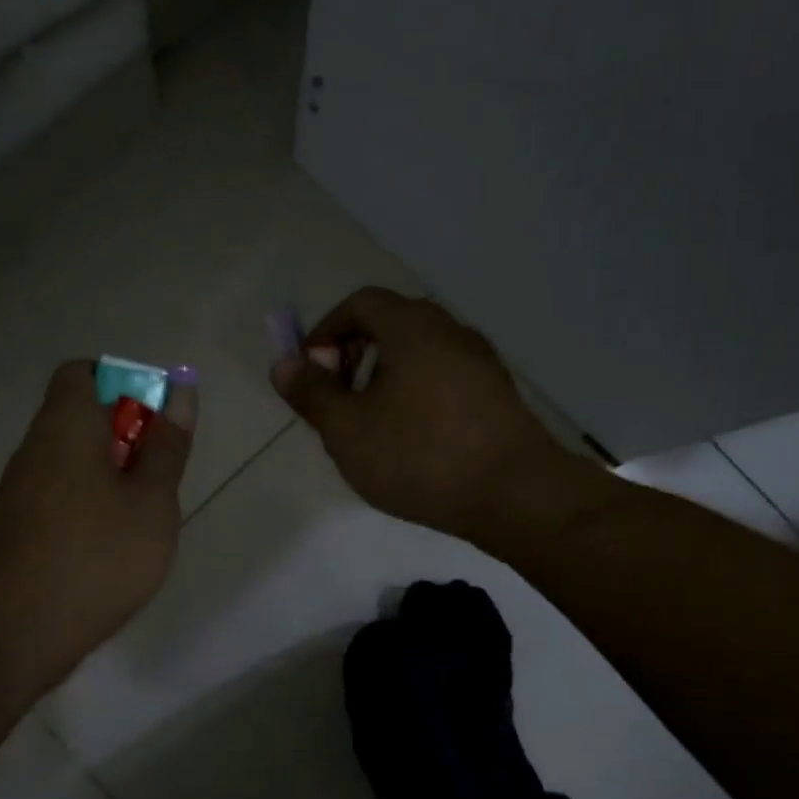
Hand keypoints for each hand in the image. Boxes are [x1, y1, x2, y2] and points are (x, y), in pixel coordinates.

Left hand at [0, 360, 196, 706]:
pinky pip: (62, 493)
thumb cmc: (97, 555)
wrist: (17, 630)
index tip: (156, 420)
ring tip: (144, 513)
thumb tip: (180, 392)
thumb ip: (168, 446)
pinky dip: (92, 502)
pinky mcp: (19, 526)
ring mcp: (22, 489)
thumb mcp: (152, 500)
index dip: (124, 384)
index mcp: (66, 425)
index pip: (83, 372)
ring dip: (112, 473)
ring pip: (74, 459)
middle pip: (81, 416)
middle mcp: (36, 447)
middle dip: (127, 435)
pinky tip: (115, 542)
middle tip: (161, 474)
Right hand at [270, 288, 611, 549]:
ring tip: (372, 426)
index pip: (360, 303)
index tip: (311, 373)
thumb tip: (283, 364)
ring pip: (419, 354)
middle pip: (391, 324)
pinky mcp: (497, 394)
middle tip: (338, 400)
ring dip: (385, 378)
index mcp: (412, 328)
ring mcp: (481, 363)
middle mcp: (450, 332)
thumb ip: (311, 394)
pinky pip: (443, 378)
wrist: (515, 495)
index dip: (326, 331)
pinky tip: (412, 441)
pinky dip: (416, 394)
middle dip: (354, 355)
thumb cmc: (420, 456)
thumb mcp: (347, 430)